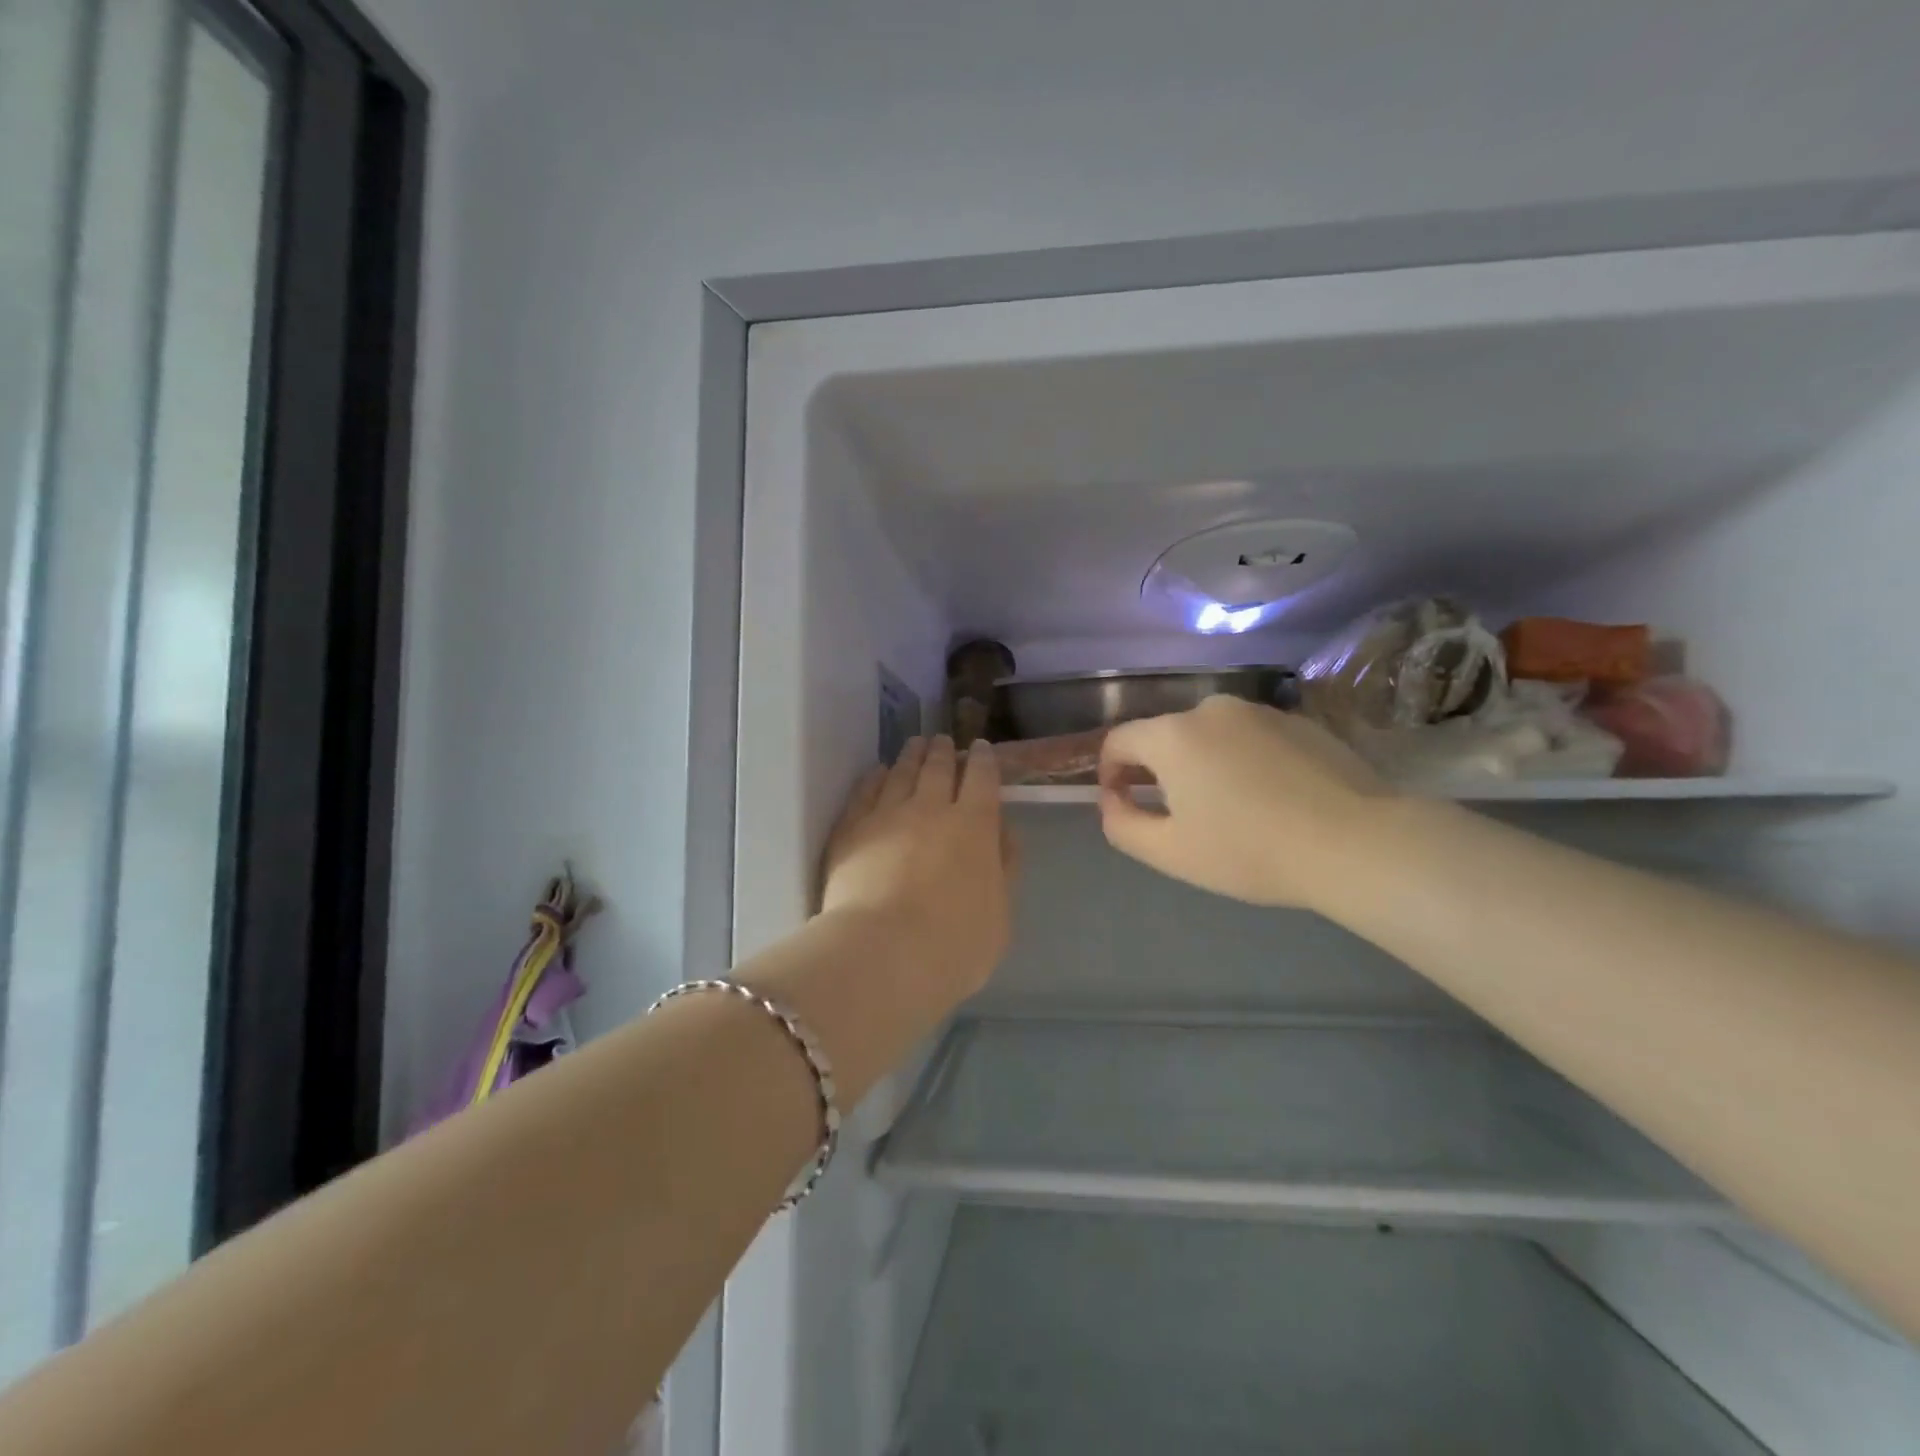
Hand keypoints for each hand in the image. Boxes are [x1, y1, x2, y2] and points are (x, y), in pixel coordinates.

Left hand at [821, 735, 1016, 1001]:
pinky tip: (877, 772)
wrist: (882, 953)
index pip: (983, 778)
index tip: (981, 749)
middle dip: (944, 751)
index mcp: (975, 826)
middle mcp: (932, 809)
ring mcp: (887, 814)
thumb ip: (1004, 867)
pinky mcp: (851, 829)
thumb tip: (1002, 832)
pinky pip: (865, 791)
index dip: (984, 760)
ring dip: (911, 755)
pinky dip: (874, 777)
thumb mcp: (999, 915)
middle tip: (943, 741)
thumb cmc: (954, 945)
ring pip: (901, 772)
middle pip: (939, 768)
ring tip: (915, 744)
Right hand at [1098, 695, 1390, 909]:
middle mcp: (1210, 710)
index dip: (1109, 773)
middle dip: (1158, 771)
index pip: (1118, 741)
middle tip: (1179, 816)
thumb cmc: (1249, 851)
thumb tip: (1112, 801)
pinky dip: (1243, 761)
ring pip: (1208, 736)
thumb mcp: (1170, 852)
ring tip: (1229, 809)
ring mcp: (1259, 712)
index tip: (1125, 805)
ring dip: (1201, 765)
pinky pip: (1249, 738)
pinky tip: (1269, 799)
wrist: (1354, 843)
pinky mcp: (1299, 721)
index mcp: (1172, 736)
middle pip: (1164, 736)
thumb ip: (1122, 824)